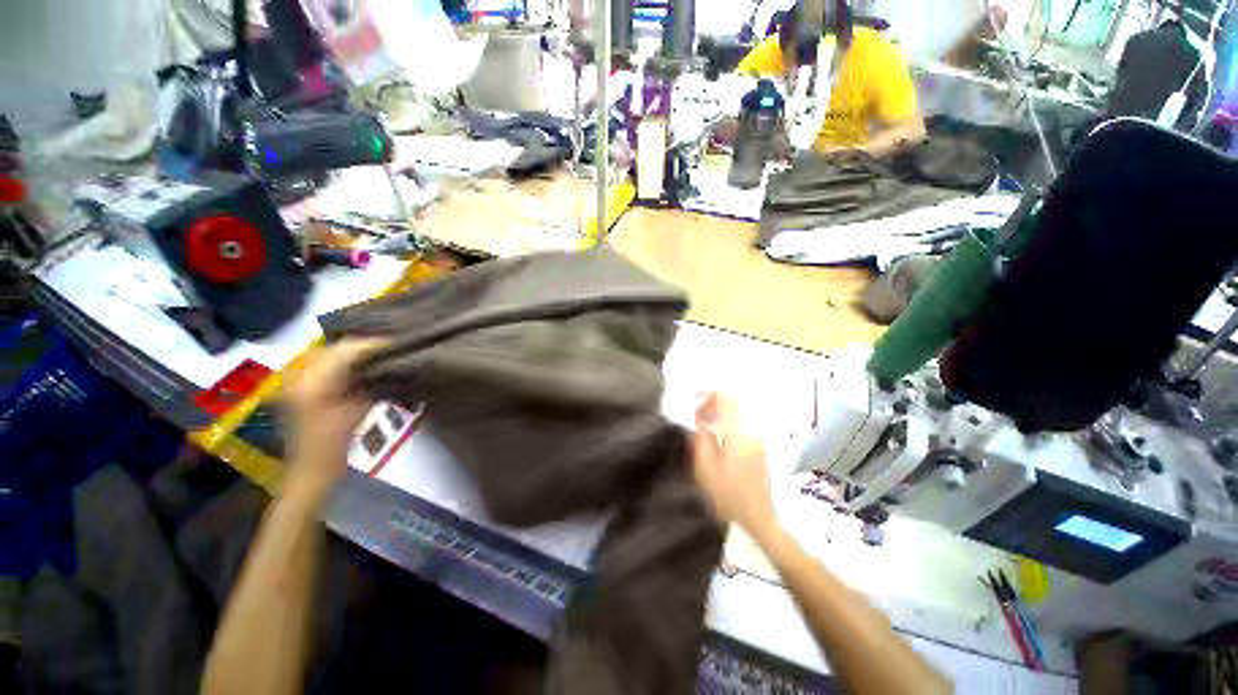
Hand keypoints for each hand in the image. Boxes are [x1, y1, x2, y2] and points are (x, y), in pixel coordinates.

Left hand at [282, 339, 384, 501]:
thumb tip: (388, 365)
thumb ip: (370, 385)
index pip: (345, 350)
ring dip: (355, 353)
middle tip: (391, 349)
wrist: (309, 472)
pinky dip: (345, 363)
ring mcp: (298, 383)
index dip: (372, 345)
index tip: (397, 345)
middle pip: (335, 348)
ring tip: (381, 355)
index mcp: (313, 383)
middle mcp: (301, 377)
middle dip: (364, 346)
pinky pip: (326, 366)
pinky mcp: (302, 390)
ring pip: (330, 355)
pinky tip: (364, 368)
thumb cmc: (334, 448)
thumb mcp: (355, 414)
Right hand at [690, 394, 778, 540]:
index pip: (726, 398)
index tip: (694, 399)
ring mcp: (759, 438)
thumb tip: (696, 417)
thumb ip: (699, 438)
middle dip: (711, 403)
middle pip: (732, 403)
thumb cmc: (729, 497)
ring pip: (736, 413)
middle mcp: (751, 431)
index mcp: (737, 434)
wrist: (760, 520)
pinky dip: (726, 423)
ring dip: (718, 413)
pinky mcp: (760, 446)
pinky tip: (715, 435)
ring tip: (702, 424)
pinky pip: (741, 424)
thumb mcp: (705, 470)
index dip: (709, 393)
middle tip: (694, 413)